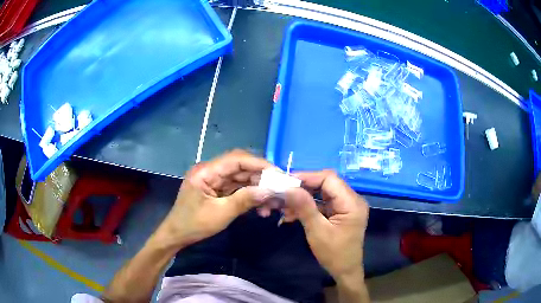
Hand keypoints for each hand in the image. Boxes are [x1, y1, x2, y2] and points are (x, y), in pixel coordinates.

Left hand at [157, 150, 273, 247]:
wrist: (177, 236)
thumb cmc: (193, 224)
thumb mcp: (220, 214)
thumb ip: (245, 200)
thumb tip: (269, 191)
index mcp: (206, 171)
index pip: (237, 159)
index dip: (259, 164)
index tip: (278, 174)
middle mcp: (211, 171)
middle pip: (241, 168)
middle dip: (261, 178)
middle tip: (279, 189)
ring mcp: (214, 180)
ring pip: (241, 178)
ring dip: (257, 189)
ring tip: (272, 203)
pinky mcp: (217, 190)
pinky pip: (237, 188)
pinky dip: (250, 196)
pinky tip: (261, 207)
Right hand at [283, 170, 368, 280]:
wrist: (345, 271)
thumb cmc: (334, 254)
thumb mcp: (317, 231)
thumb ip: (304, 207)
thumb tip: (289, 188)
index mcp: (352, 203)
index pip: (329, 179)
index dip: (308, 177)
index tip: (287, 182)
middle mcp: (352, 200)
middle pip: (326, 184)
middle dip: (303, 188)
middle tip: (284, 193)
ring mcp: (347, 206)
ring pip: (322, 193)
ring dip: (304, 198)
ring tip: (284, 206)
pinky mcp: (341, 213)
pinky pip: (323, 204)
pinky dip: (309, 207)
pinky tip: (293, 214)